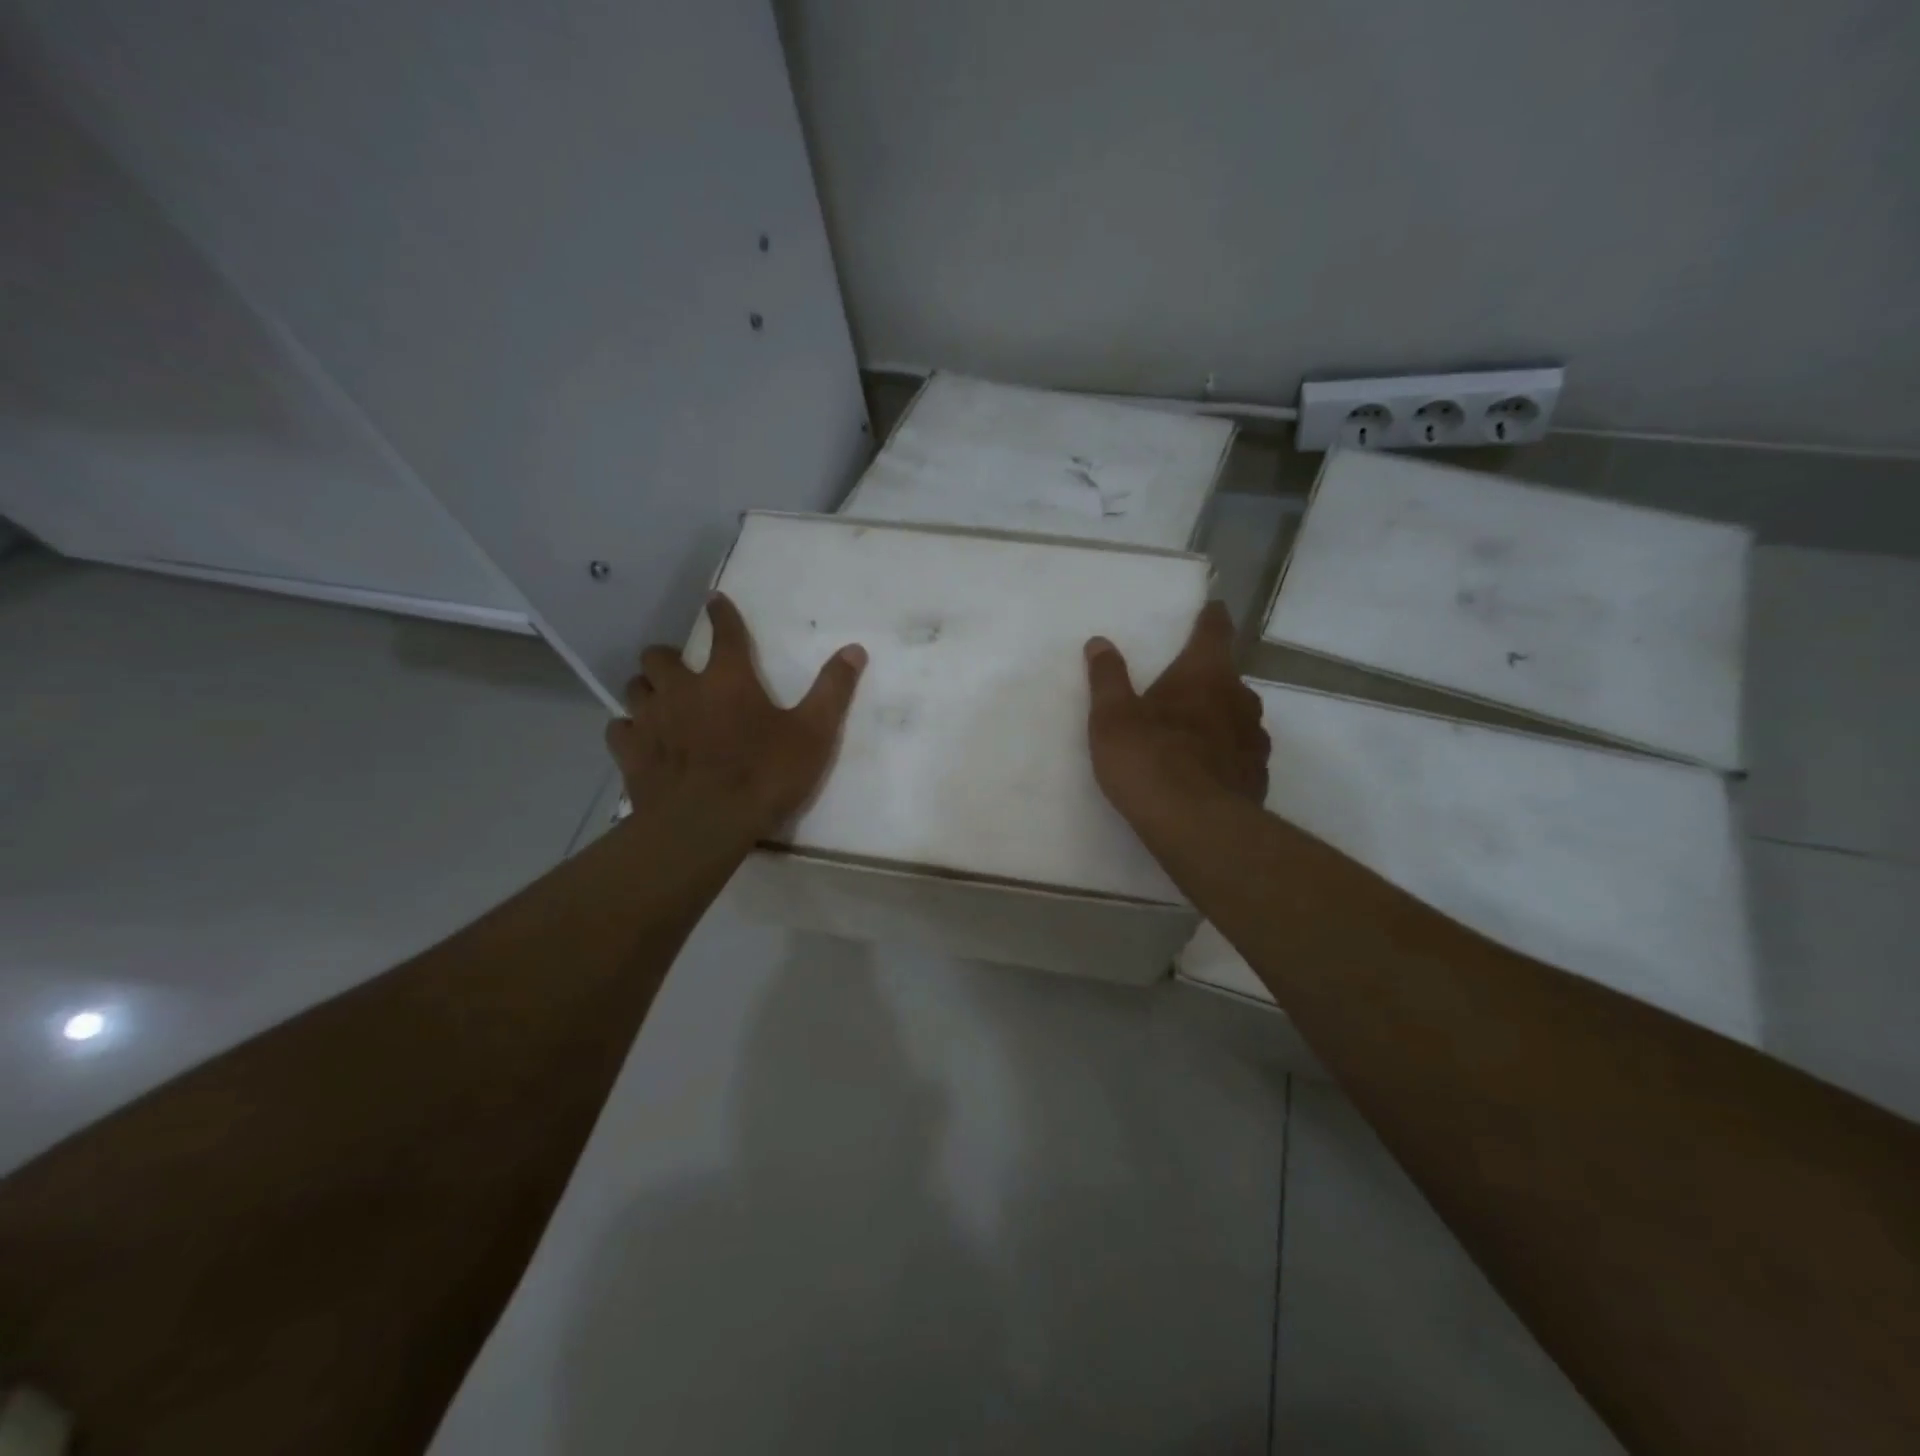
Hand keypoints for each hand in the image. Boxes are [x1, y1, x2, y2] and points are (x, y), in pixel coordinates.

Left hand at [606, 594, 866, 836]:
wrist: (705, 825)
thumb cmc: (764, 776)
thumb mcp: (813, 734)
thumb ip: (832, 690)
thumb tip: (854, 649)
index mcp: (727, 679)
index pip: (724, 632)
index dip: (721, 614)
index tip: (714, 601)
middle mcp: (682, 689)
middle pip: (659, 656)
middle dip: (669, 657)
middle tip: (682, 671)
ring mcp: (650, 720)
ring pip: (634, 688)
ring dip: (647, 689)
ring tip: (660, 701)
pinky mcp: (630, 752)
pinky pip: (618, 728)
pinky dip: (629, 728)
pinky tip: (639, 738)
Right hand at [1085, 600, 1268, 829]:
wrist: (1196, 827)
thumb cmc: (1149, 760)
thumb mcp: (1113, 718)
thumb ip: (1107, 678)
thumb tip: (1100, 642)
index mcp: (1206, 675)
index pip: (1215, 632)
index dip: (1211, 618)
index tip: (1212, 609)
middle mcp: (1239, 700)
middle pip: (1227, 678)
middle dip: (1207, 679)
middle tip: (1182, 687)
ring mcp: (1254, 740)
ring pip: (1237, 717)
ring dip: (1218, 718)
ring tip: (1192, 733)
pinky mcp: (1257, 777)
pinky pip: (1240, 754)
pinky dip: (1224, 754)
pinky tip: (1205, 772)